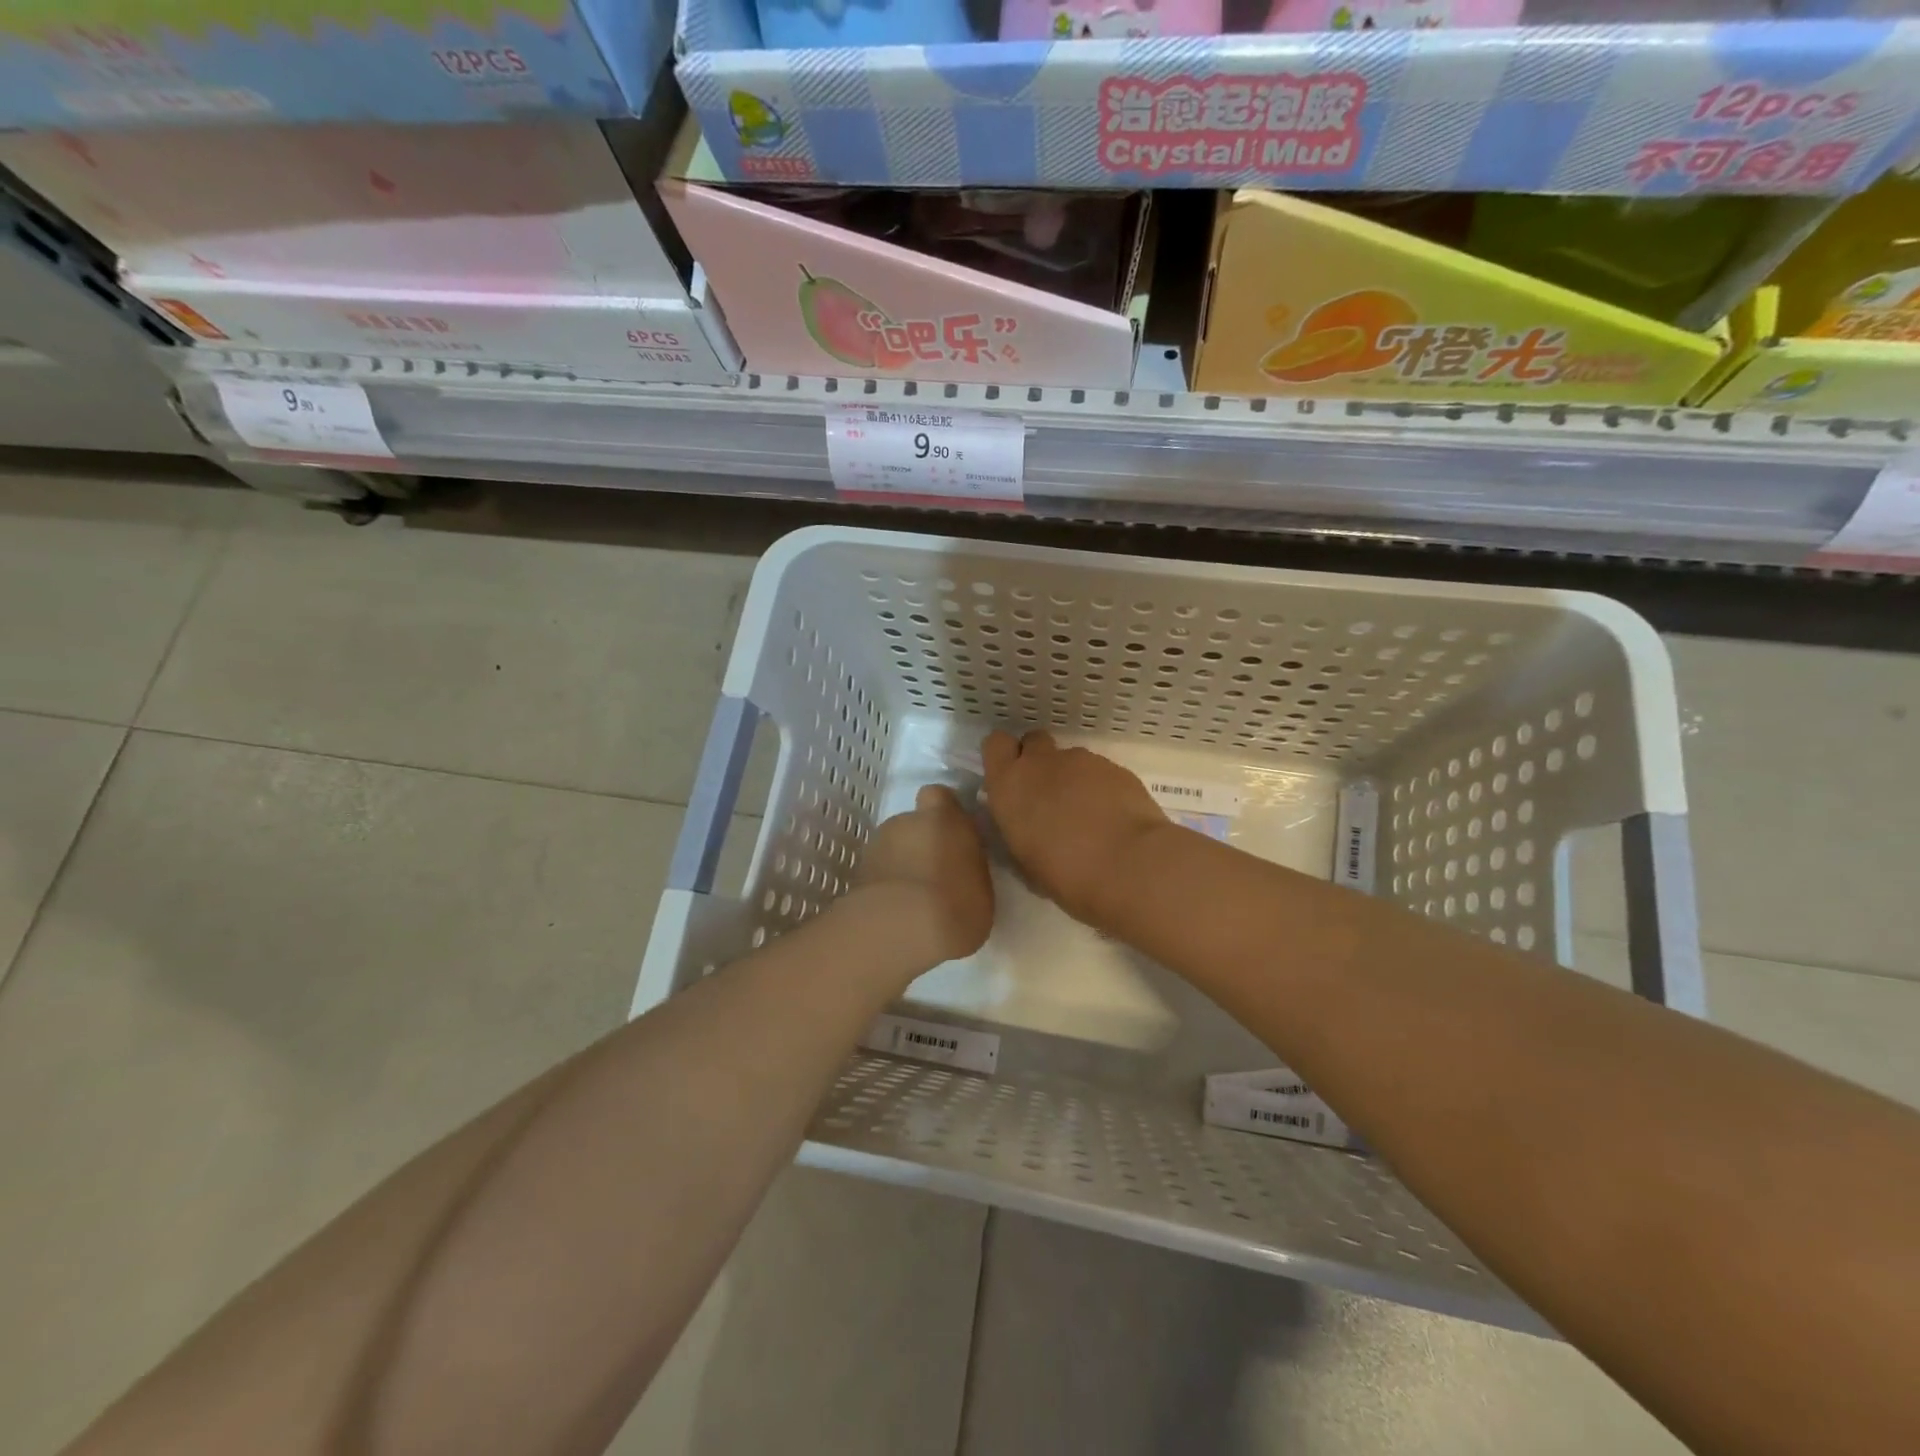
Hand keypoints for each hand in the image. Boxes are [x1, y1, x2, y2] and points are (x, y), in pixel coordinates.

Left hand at [853, 785, 994, 968]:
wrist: (899, 929)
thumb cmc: (956, 903)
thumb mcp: (982, 886)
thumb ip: (969, 865)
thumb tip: (961, 865)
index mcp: (943, 817)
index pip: (939, 796)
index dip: (944, 813)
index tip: (954, 834)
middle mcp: (906, 821)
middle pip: (913, 824)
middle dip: (922, 843)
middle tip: (937, 875)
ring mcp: (876, 846)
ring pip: (893, 849)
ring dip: (902, 865)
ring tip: (914, 900)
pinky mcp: (857, 874)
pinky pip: (879, 874)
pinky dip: (885, 887)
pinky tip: (896, 913)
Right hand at [982, 730, 1166, 927]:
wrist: (1129, 866)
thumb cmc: (1066, 875)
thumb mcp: (1026, 862)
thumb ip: (1020, 832)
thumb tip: (1026, 828)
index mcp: (1010, 785)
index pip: (995, 744)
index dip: (1005, 757)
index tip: (1013, 779)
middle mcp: (1042, 763)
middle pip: (1033, 741)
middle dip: (1038, 761)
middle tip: (1048, 794)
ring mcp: (1082, 761)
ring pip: (1069, 759)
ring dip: (1072, 779)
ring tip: (1088, 816)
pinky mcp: (1115, 767)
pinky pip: (1100, 771)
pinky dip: (1101, 788)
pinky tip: (1113, 818)